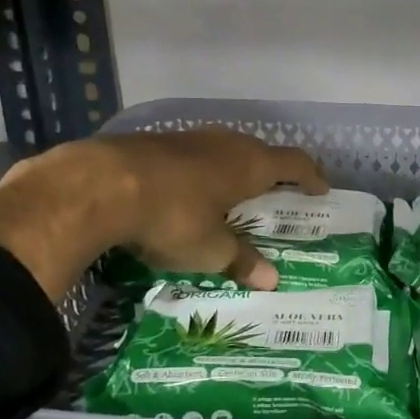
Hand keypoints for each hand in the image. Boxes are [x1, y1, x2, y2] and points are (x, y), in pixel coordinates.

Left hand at [0, 129, 327, 298]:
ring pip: (221, 149)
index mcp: (247, 164)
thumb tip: (272, 281)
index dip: (310, 175)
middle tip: (275, 193)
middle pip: (258, 151)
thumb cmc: (171, 217)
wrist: (98, 186)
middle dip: (270, 171)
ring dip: (232, 168)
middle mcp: (222, 143)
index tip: (321, 188)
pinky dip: (199, 171)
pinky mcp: (152, 143)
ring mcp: (185, 138)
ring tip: (231, 193)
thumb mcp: (209, 249)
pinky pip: (190, 154)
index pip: (292, 162)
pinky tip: (184, 191)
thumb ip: (241, 261)